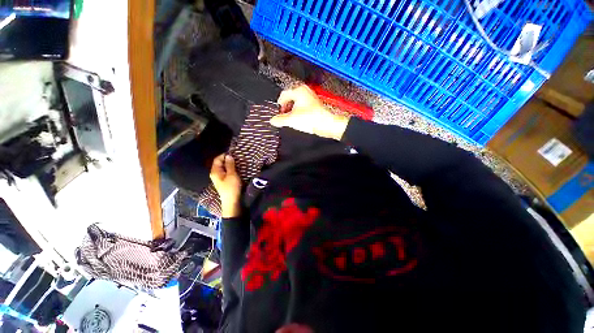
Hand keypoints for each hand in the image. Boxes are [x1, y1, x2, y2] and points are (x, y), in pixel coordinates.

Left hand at [210, 154, 241, 217]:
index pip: (217, 159)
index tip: (233, 153)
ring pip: (224, 168)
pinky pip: (226, 172)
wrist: (232, 202)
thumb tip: (228, 155)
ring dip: (230, 165)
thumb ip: (230, 165)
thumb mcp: (232, 175)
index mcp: (215, 171)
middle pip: (220, 163)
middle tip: (237, 158)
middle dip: (228, 160)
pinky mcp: (224, 181)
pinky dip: (231, 169)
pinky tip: (237, 169)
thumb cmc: (231, 187)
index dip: (224, 155)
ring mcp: (219, 178)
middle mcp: (215, 174)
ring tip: (238, 163)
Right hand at [270, 85, 349, 139]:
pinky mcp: (315, 105)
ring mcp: (311, 98)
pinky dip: (299, 112)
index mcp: (299, 91)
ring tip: (291, 119)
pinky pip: (303, 107)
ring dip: (292, 111)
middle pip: (290, 98)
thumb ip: (279, 120)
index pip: (284, 95)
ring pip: (297, 103)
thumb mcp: (291, 120)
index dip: (279, 105)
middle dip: (286, 108)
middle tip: (284, 117)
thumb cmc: (311, 118)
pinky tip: (299, 120)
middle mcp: (305, 92)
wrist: (326, 124)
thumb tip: (272, 120)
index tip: (278, 113)